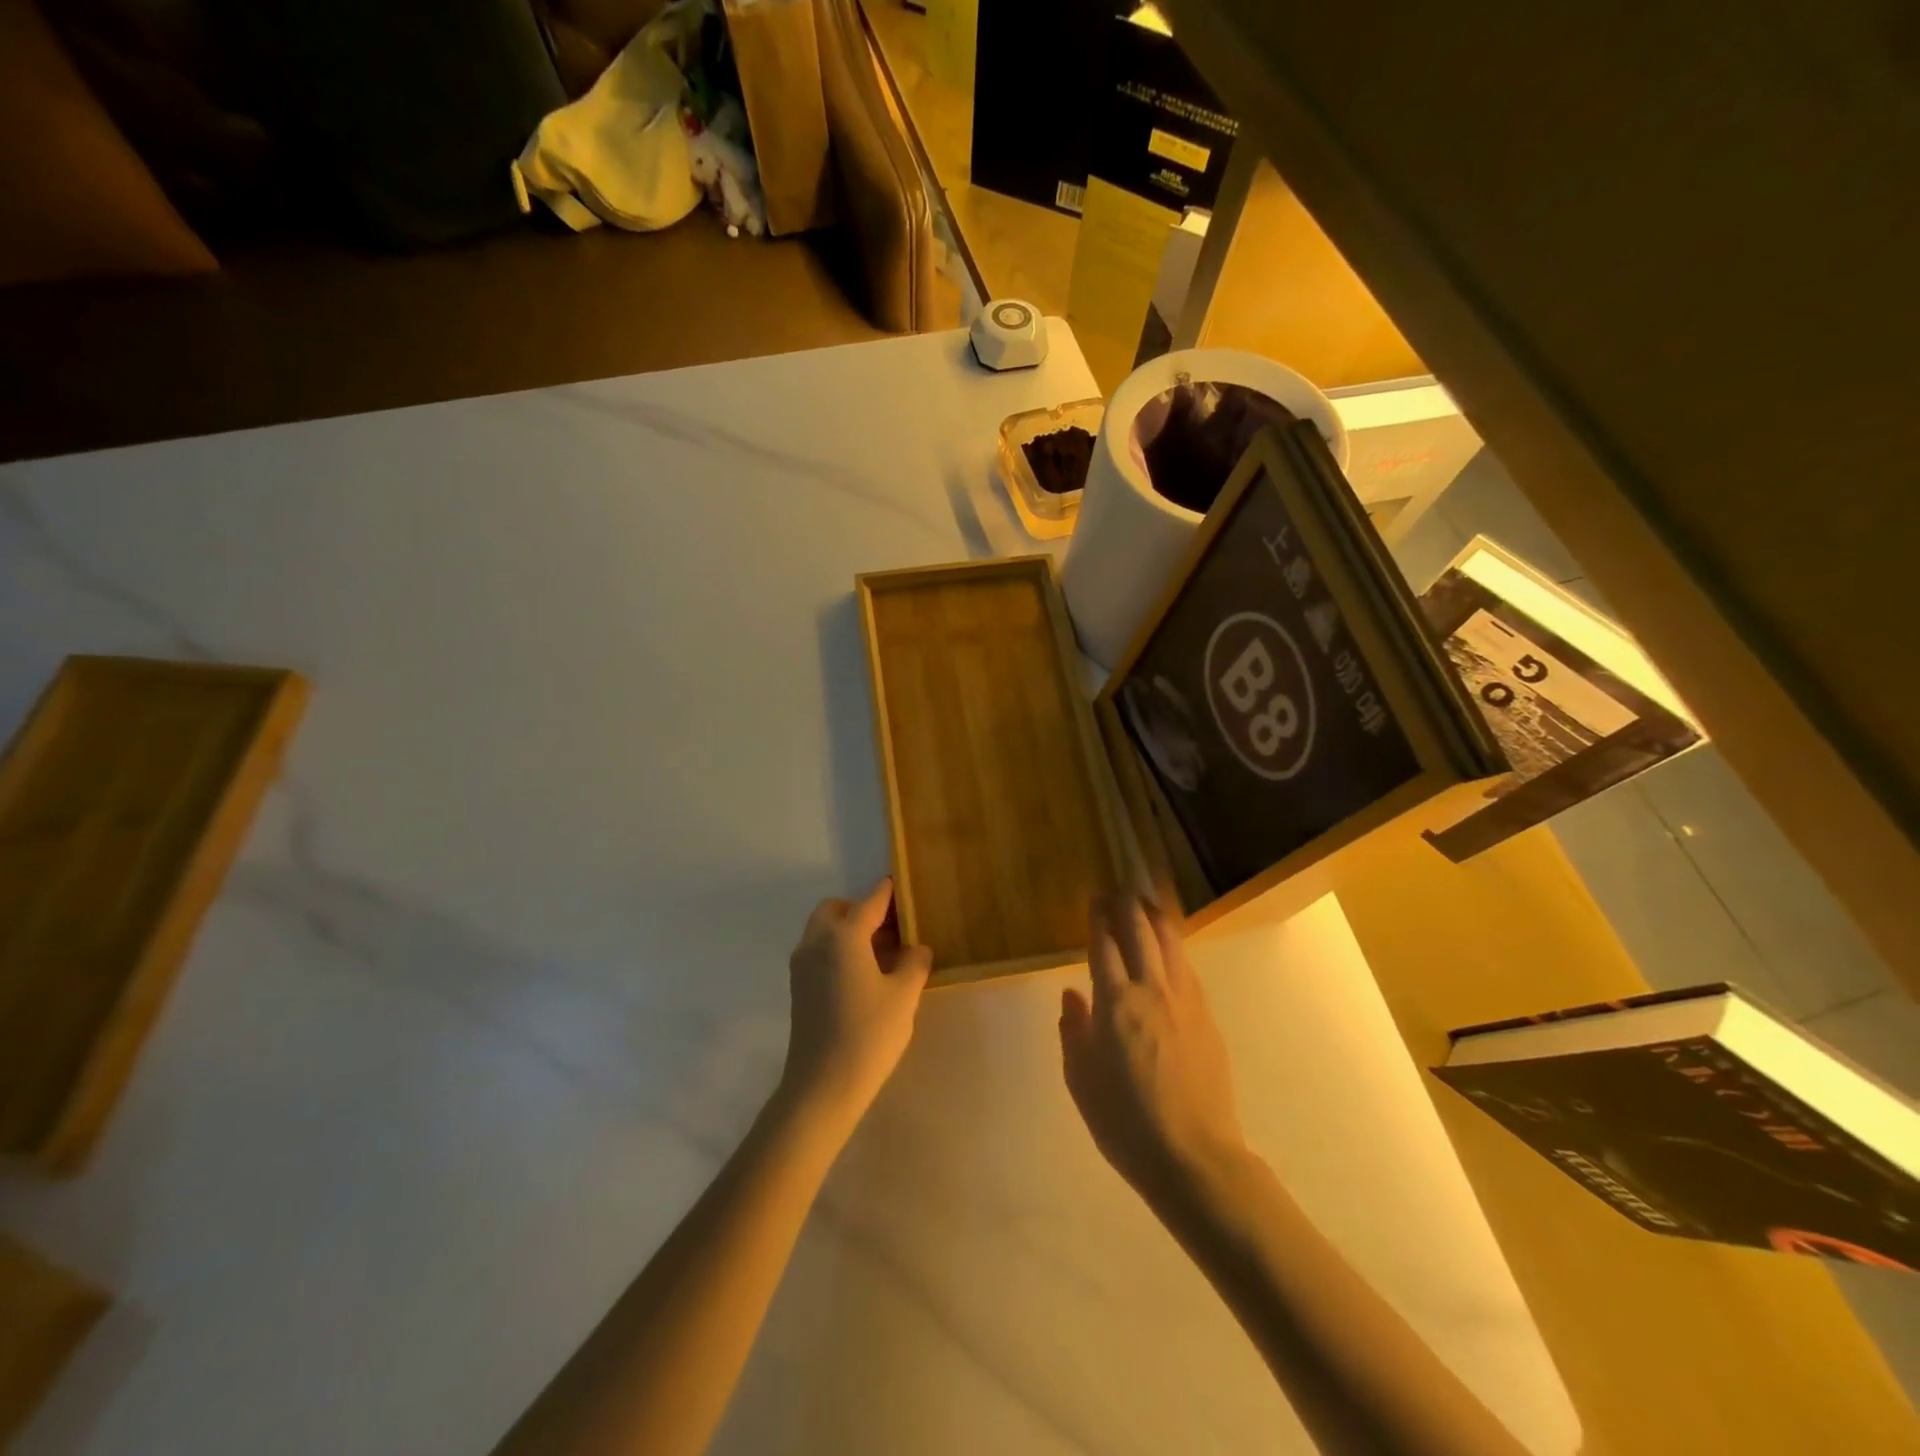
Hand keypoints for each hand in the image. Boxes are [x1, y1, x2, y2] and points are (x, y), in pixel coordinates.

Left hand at [780, 878, 931, 1131]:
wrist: (822, 1086)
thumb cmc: (868, 1034)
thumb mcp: (904, 996)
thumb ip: (914, 963)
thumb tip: (916, 948)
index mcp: (843, 936)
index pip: (869, 902)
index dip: (887, 892)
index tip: (900, 884)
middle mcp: (816, 942)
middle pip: (836, 910)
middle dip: (861, 910)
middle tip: (891, 929)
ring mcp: (802, 965)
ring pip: (823, 930)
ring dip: (848, 930)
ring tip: (882, 953)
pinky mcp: (798, 987)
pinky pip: (818, 951)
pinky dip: (838, 949)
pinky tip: (864, 974)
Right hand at [1060, 895, 1245, 1206]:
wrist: (1194, 1157)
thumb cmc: (1125, 1122)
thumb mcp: (1081, 1080)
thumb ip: (1073, 1030)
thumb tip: (1071, 995)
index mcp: (1115, 1003)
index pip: (1104, 945)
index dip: (1098, 918)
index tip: (1095, 900)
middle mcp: (1151, 990)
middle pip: (1140, 931)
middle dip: (1127, 905)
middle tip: (1118, 890)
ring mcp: (1184, 1001)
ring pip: (1170, 942)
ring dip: (1155, 916)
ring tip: (1146, 902)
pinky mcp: (1206, 1016)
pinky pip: (1187, 966)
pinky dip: (1175, 945)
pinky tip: (1170, 946)